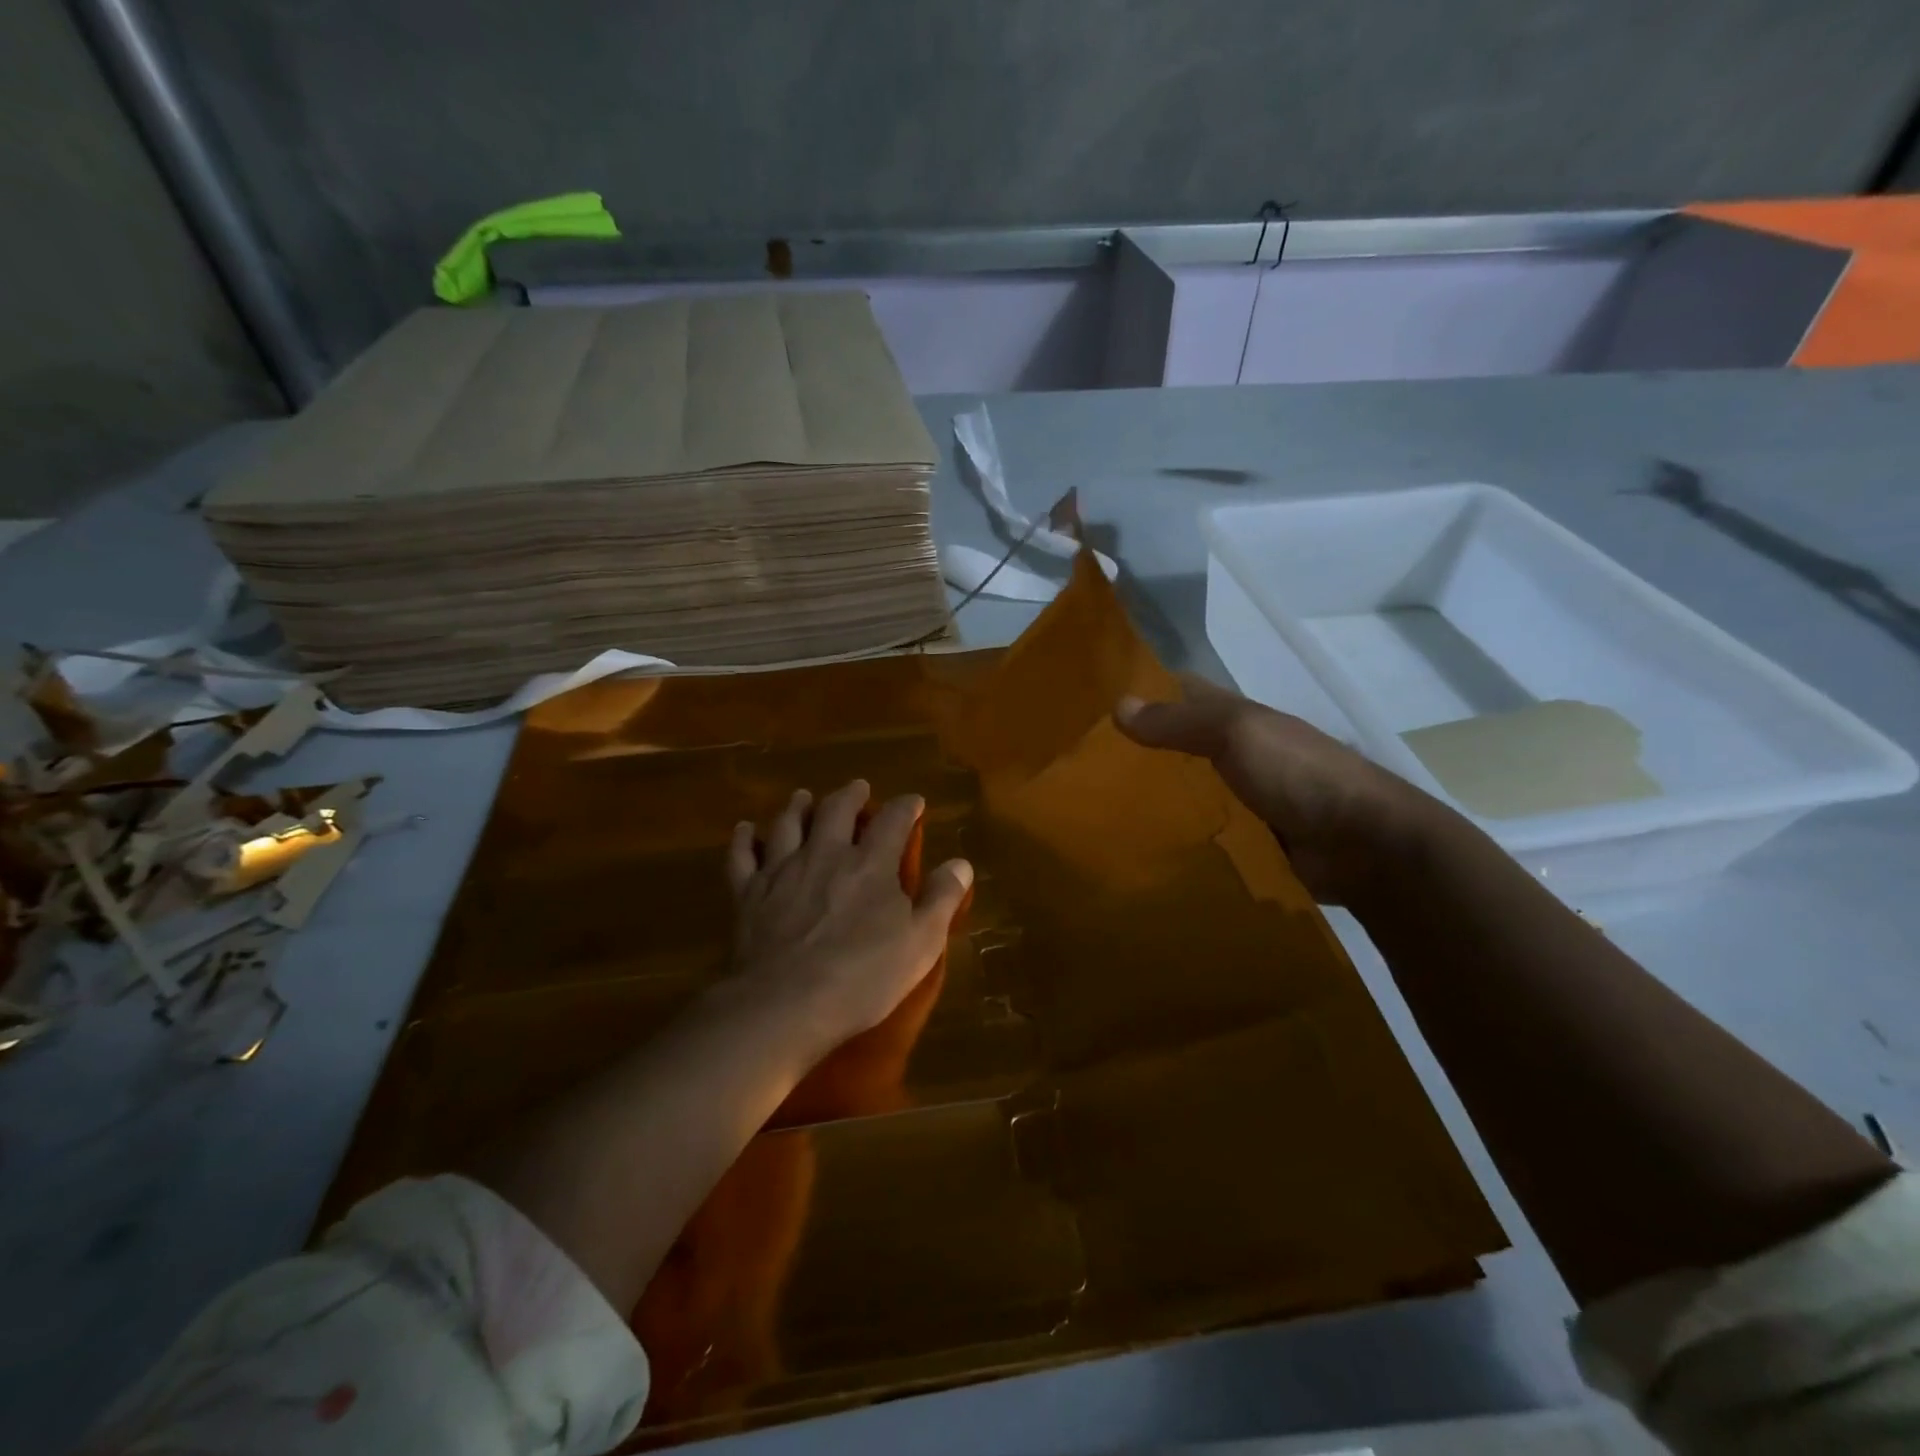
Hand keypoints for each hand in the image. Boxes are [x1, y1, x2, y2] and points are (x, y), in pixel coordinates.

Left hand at [727, 780, 972, 1060]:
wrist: (785, 1004)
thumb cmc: (862, 976)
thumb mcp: (921, 943)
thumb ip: (942, 898)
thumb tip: (961, 862)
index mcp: (871, 864)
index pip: (893, 820)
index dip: (905, 807)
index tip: (913, 802)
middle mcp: (826, 854)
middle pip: (836, 810)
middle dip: (850, 795)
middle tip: (858, 788)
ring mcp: (783, 870)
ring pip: (788, 824)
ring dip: (798, 807)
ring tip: (803, 797)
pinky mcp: (748, 893)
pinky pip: (743, 856)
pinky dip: (745, 839)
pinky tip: (746, 829)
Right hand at [1114, 675, 1454, 905]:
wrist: (1363, 844)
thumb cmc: (1298, 773)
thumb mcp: (1236, 733)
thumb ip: (1178, 722)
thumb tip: (1117, 706)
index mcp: (1237, 718)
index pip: (1182, 693)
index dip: (1144, 691)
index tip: (1094, 704)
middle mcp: (1237, 753)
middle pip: (1178, 746)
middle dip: (1137, 752)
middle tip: (1080, 766)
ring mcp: (1242, 798)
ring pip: (1185, 791)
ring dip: (1152, 799)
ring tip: (1097, 810)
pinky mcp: (1245, 840)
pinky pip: (1199, 832)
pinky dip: (1173, 836)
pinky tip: (1135, 846)